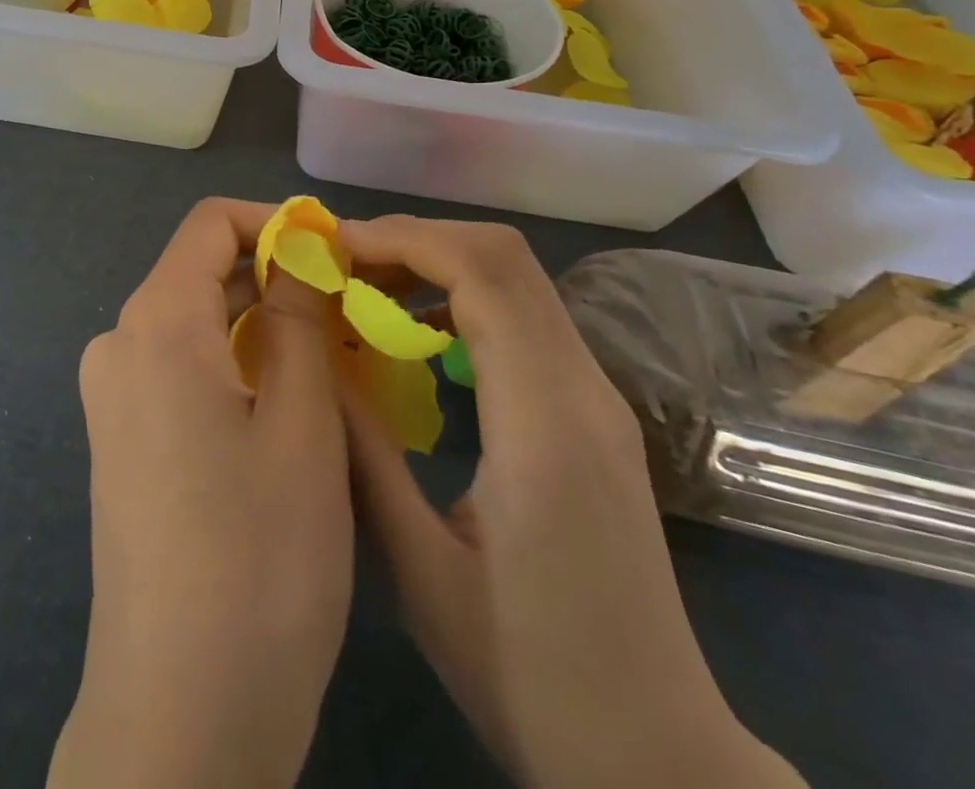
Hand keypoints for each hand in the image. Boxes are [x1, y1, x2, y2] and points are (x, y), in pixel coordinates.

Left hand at [49, 199, 352, 788]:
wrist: (177, 716)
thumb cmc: (257, 561)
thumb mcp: (301, 425)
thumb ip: (297, 319)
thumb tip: (299, 250)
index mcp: (154, 325)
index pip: (208, 225)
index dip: (273, 223)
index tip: (333, 251)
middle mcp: (119, 345)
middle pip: (200, 273)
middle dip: (275, 279)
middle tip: (350, 311)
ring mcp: (113, 397)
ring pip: (194, 325)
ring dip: (261, 326)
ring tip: (333, 358)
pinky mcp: (122, 441)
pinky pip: (181, 370)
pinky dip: (234, 366)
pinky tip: (287, 406)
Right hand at [337, 216, 804, 788]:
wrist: (657, 757)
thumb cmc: (531, 677)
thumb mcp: (420, 569)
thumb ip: (364, 451)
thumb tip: (316, 358)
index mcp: (544, 423)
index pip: (482, 274)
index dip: (403, 240)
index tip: (333, 249)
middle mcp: (584, 390)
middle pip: (503, 256)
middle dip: (415, 238)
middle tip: (341, 262)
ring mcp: (597, 397)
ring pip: (517, 278)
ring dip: (437, 262)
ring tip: (366, 287)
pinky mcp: (593, 412)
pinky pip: (524, 315)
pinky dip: (462, 294)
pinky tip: (416, 331)